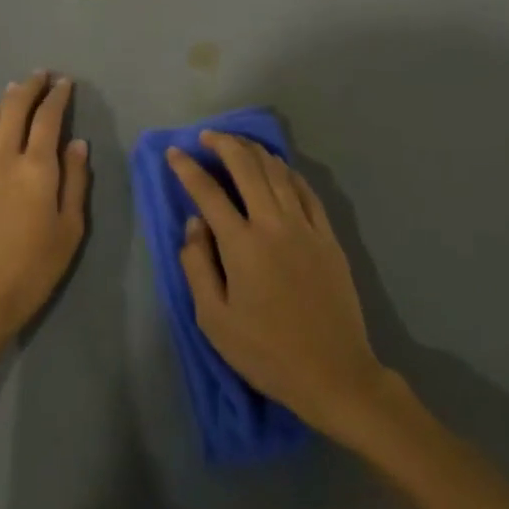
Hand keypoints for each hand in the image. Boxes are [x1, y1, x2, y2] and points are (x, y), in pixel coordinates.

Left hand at [0, 72, 90, 367]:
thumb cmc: (34, 269)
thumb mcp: (69, 229)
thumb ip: (75, 182)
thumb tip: (77, 144)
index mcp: (37, 168)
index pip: (48, 119)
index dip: (57, 97)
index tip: (65, 82)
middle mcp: (4, 161)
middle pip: (14, 112)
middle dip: (28, 89)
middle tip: (40, 75)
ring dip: (1, 104)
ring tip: (12, 92)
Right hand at [168, 133, 388, 435]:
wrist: (333, 372)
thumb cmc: (266, 352)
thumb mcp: (214, 320)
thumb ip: (197, 266)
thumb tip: (194, 224)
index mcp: (242, 245)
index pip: (208, 193)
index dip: (188, 169)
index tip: (174, 153)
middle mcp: (274, 224)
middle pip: (247, 168)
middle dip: (224, 145)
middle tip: (207, 136)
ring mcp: (306, 226)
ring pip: (278, 172)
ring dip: (255, 152)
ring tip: (238, 143)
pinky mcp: (328, 236)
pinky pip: (306, 190)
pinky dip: (288, 172)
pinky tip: (279, 167)